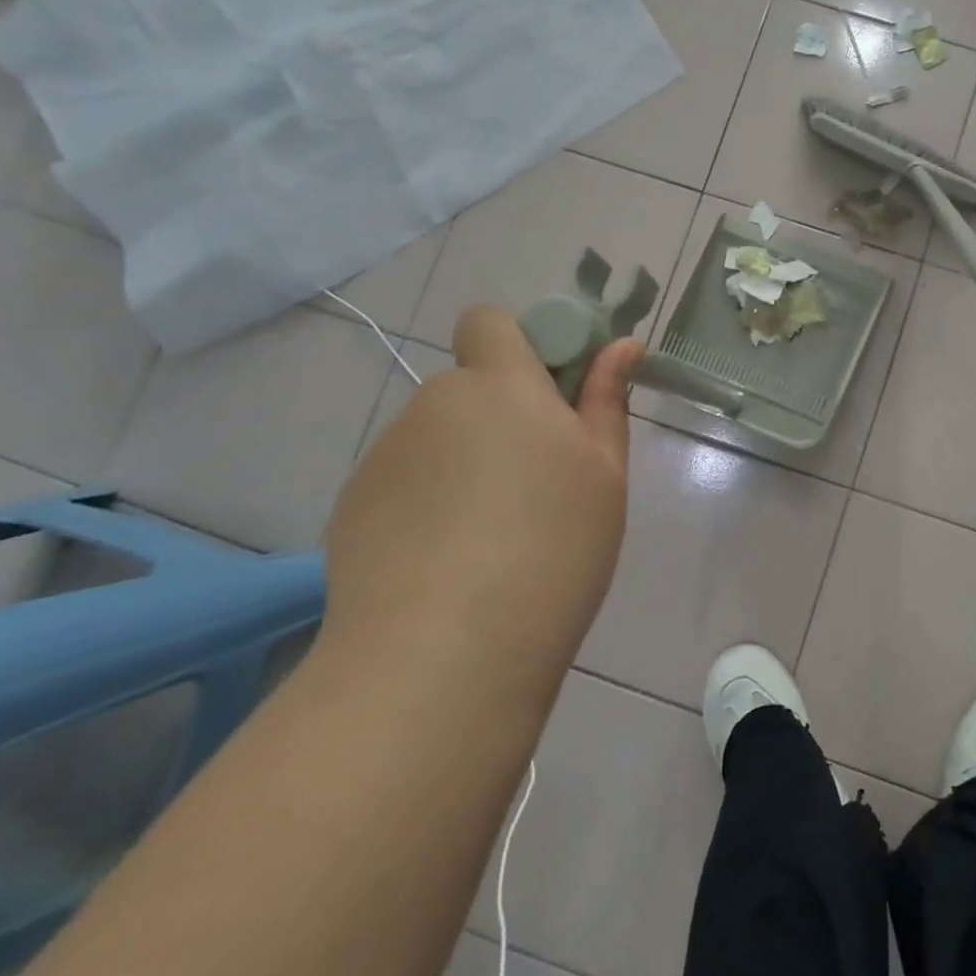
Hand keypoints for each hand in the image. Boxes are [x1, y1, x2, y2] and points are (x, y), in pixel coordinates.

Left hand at [321, 306, 642, 693]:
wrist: (445, 654)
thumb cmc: (553, 549)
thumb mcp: (605, 474)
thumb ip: (606, 401)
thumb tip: (621, 345)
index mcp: (501, 386)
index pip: (490, 321)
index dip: (519, 346)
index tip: (552, 396)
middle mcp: (435, 404)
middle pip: (469, 387)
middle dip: (499, 416)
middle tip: (535, 484)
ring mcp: (386, 455)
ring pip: (437, 437)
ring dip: (463, 461)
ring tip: (490, 537)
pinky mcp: (353, 505)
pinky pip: (404, 482)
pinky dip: (427, 503)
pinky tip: (446, 563)